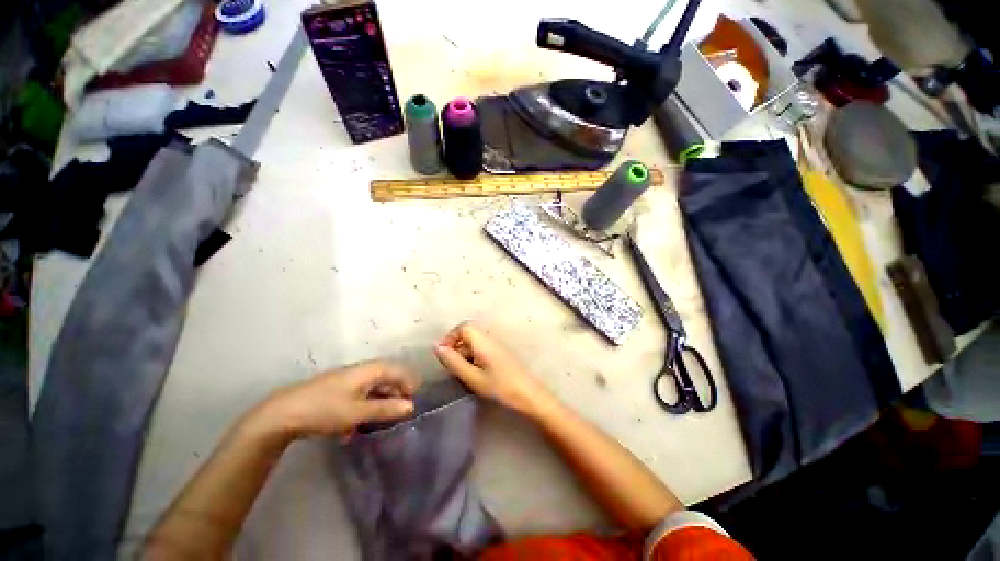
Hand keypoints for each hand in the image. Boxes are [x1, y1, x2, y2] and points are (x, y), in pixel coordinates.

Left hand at [255, 361, 418, 438]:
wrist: (282, 414)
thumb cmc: (325, 409)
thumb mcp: (358, 412)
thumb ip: (386, 409)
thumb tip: (411, 406)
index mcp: (368, 371)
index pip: (396, 370)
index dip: (407, 383)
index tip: (411, 401)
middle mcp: (359, 371)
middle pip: (384, 378)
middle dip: (393, 395)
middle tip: (397, 413)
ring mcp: (345, 380)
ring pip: (370, 389)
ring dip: (377, 404)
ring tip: (377, 423)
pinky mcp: (334, 391)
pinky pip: (356, 397)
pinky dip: (361, 409)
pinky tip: (352, 428)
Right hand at [434, 322, 553, 416]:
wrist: (529, 396)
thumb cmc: (500, 387)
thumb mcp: (473, 377)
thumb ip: (454, 362)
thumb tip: (437, 348)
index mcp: (483, 341)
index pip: (463, 327)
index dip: (450, 337)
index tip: (443, 355)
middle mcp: (490, 339)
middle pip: (468, 334)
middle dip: (455, 347)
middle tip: (449, 367)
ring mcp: (497, 347)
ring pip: (474, 344)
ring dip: (464, 354)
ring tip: (460, 374)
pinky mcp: (500, 355)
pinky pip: (482, 350)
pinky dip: (473, 359)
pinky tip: (473, 375)